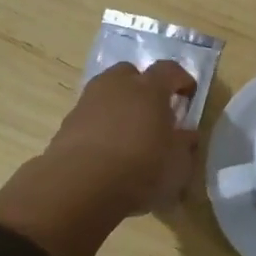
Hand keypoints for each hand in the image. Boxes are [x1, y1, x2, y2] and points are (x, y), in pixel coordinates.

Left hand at [42, 59, 199, 215]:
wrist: (80, 185)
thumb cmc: (140, 169)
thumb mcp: (178, 164)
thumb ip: (184, 145)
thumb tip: (186, 134)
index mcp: (149, 89)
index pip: (169, 70)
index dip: (181, 80)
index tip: (188, 95)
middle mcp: (116, 86)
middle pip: (131, 73)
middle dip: (143, 87)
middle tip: (153, 112)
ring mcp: (87, 102)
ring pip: (107, 93)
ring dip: (119, 106)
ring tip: (128, 133)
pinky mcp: (67, 123)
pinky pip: (90, 116)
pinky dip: (100, 126)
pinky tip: (106, 152)